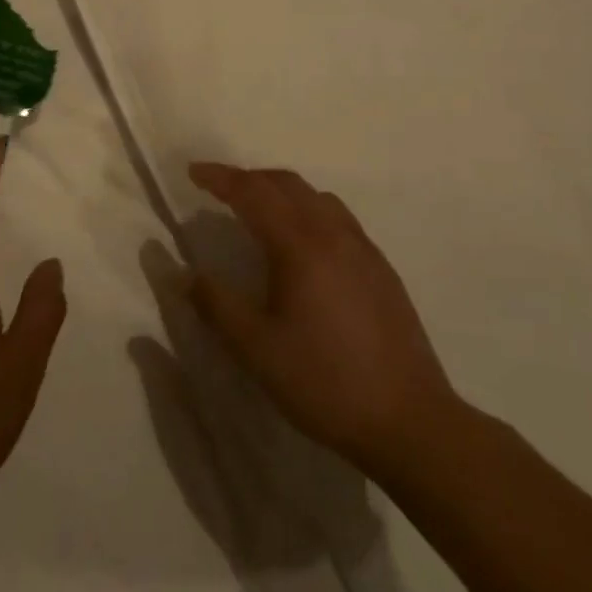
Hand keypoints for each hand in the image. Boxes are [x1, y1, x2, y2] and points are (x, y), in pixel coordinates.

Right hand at [184, 163, 455, 480]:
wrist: (409, 420)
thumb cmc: (324, 382)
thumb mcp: (257, 350)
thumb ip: (216, 305)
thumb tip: (183, 273)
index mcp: (300, 245)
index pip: (253, 192)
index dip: (220, 178)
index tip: (193, 171)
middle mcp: (333, 233)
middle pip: (286, 184)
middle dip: (249, 178)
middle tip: (219, 190)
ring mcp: (363, 248)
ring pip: (316, 197)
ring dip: (281, 191)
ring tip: (258, 210)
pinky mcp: (381, 268)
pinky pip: (338, 217)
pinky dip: (308, 210)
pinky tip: (304, 244)